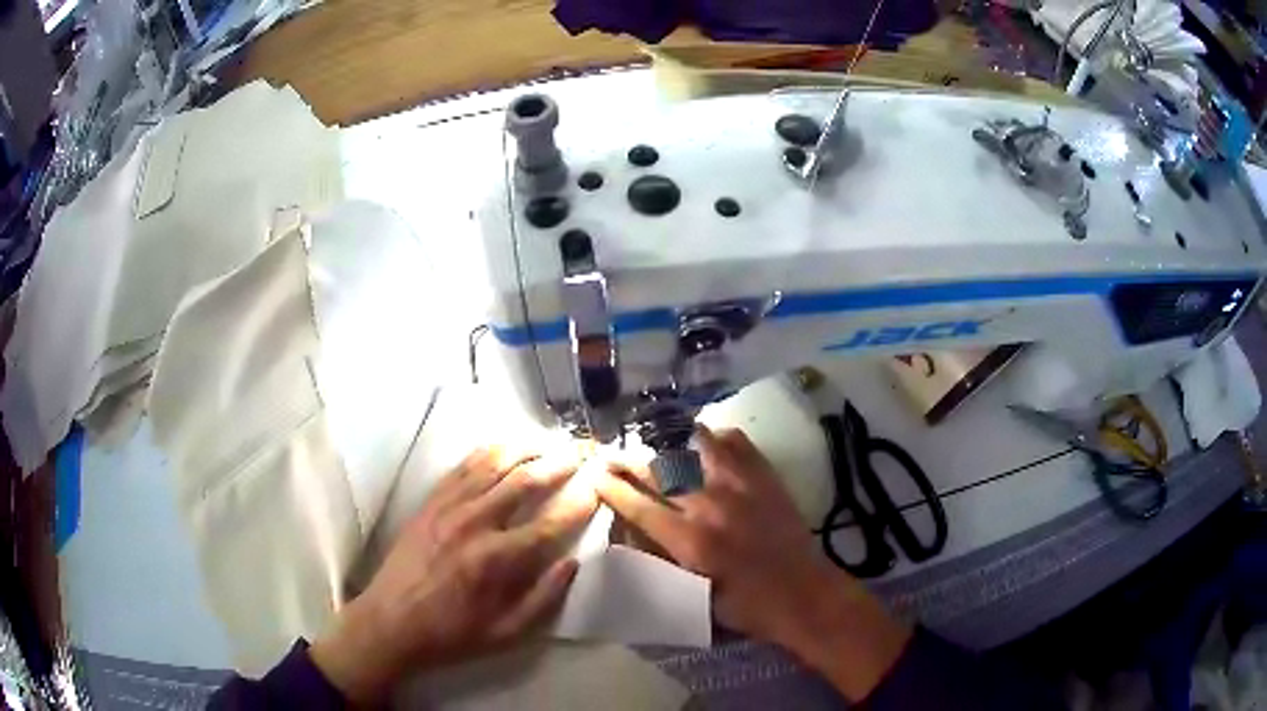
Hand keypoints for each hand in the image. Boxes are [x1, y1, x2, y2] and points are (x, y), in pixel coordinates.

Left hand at [312, 447, 596, 704]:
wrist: (390, 621)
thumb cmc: (452, 633)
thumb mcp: (506, 633)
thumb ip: (543, 599)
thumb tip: (572, 563)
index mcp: (496, 561)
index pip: (549, 523)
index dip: (579, 503)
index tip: (599, 488)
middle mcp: (474, 524)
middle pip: (524, 481)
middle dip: (559, 464)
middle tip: (582, 452)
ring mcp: (448, 508)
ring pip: (493, 464)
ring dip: (525, 449)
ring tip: (548, 442)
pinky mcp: (430, 502)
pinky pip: (463, 467)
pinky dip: (488, 452)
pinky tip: (504, 446)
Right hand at [597, 427, 911, 700]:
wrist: (802, 594)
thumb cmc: (744, 606)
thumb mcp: (692, 596)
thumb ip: (662, 562)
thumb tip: (633, 533)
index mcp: (688, 540)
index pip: (638, 506)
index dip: (612, 488)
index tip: (595, 475)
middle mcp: (708, 505)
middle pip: (658, 470)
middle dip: (629, 460)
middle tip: (613, 454)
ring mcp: (739, 486)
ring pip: (695, 445)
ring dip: (671, 441)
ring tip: (655, 438)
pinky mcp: (765, 478)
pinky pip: (737, 443)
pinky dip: (718, 438)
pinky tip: (708, 441)